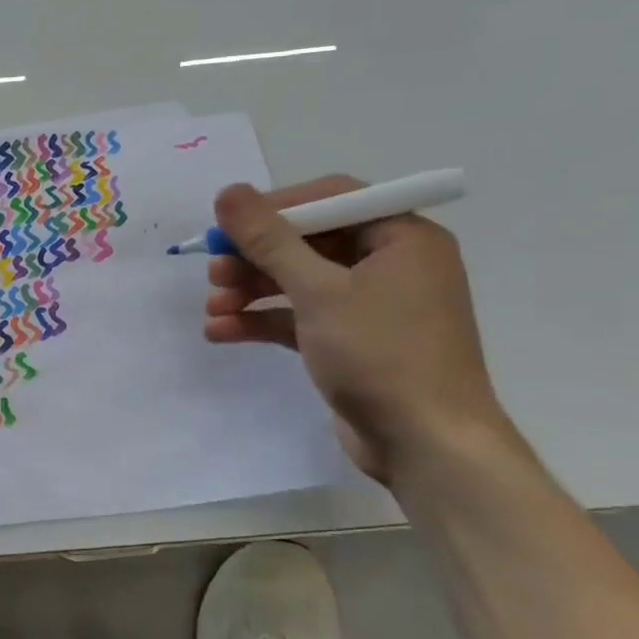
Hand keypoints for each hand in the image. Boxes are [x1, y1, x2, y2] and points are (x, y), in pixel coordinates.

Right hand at [205, 176, 507, 480]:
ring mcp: (371, 306)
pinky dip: (264, 321)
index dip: (275, 209)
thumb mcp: (319, 291)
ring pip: (299, 283)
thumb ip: (270, 240)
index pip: (331, 200)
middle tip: (213, 272)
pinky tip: (221, 331)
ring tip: (212, 306)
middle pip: (308, 243)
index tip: (228, 226)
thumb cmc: (381, 354)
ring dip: (252, 292)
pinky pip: (300, 318)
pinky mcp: (351, 342)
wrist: (426, 445)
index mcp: (401, 238)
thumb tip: (228, 193)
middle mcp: (390, 265)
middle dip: (255, 258)